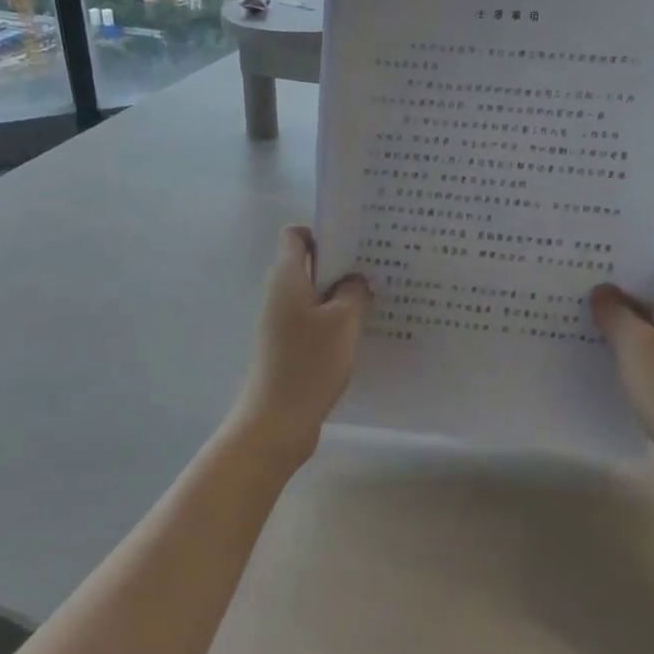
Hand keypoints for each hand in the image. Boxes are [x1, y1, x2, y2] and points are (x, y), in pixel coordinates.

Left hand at [228, 227, 370, 467]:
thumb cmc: (309, 363)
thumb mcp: (343, 321)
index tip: (355, 244)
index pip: (295, 235)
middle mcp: (280, 294)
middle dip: (341, 264)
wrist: (277, 421)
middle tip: (377, 269)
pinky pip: (315, 321)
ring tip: (376, 299)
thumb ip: (354, 292)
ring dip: (342, 295)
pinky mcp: (289, 347)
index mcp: (287, 277)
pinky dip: (336, 320)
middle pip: (308, 264)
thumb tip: (355, 280)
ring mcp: (282, 322)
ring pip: (315, 295)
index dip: (323, 233)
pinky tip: (362, 332)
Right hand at [591, 232, 653, 499]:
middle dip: (630, 266)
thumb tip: (602, 290)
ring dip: (623, 303)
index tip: (622, 229)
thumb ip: (615, 312)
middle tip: (587, 259)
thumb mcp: (635, 345)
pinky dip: (625, 336)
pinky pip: (648, 342)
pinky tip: (594, 341)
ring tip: (581, 295)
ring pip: (653, 311)